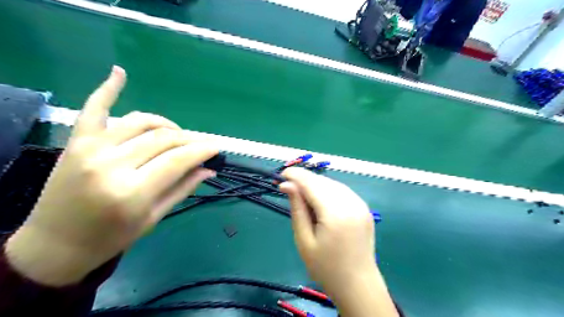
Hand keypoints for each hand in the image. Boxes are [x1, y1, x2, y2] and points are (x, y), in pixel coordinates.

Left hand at [7, 66, 217, 285]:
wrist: (56, 244)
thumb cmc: (111, 238)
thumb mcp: (153, 218)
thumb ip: (183, 189)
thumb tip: (209, 169)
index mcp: (132, 192)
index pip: (178, 160)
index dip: (203, 150)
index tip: (218, 147)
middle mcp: (111, 165)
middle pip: (163, 139)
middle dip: (189, 140)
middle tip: (201, 145)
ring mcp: (91, 149)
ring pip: (141, 123)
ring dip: (167, 125)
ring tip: (177, 135)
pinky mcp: (77, 142)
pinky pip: (94, 109)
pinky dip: (107, 89)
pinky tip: (120, 72)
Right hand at [279, 168, 375, 291]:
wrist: (358, 285)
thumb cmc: (326, 268)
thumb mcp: (304, 240)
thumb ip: (297, 209)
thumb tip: (287, 185)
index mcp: (336, 213)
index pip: (312, 184)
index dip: (295, 175)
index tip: (280, 176)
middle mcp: (351, 203)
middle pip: (323, 181)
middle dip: (304, 179)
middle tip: (287, 186)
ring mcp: (360, 204)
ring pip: (332, 183)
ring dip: (315, 184)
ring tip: (301, 193)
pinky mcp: (363, 207)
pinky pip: (342, 191)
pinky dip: (327, 190)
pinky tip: (319, 198)